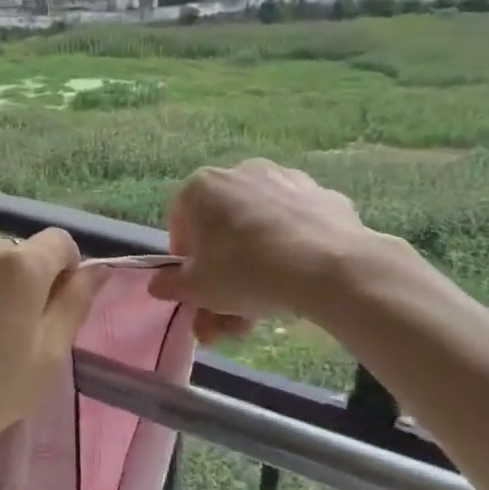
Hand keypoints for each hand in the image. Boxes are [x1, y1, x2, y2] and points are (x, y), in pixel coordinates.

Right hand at [149, 159, 380, 333]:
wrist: (330, 268)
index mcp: (201, 187)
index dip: (185, 263)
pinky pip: (295, 228)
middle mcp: (240, 172)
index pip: (180, 226)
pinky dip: (291, 251)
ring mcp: (285, 180)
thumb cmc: (246, 272)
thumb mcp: (196, 289)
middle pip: (222, 231)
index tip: (197, 290)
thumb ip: (170, 285)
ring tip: (263, 312)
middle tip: (228, 316)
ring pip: (259, 229)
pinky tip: (297, 283)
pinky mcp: (322, 195)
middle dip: (222, 276)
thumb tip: (158, 285)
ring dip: (255, 267)